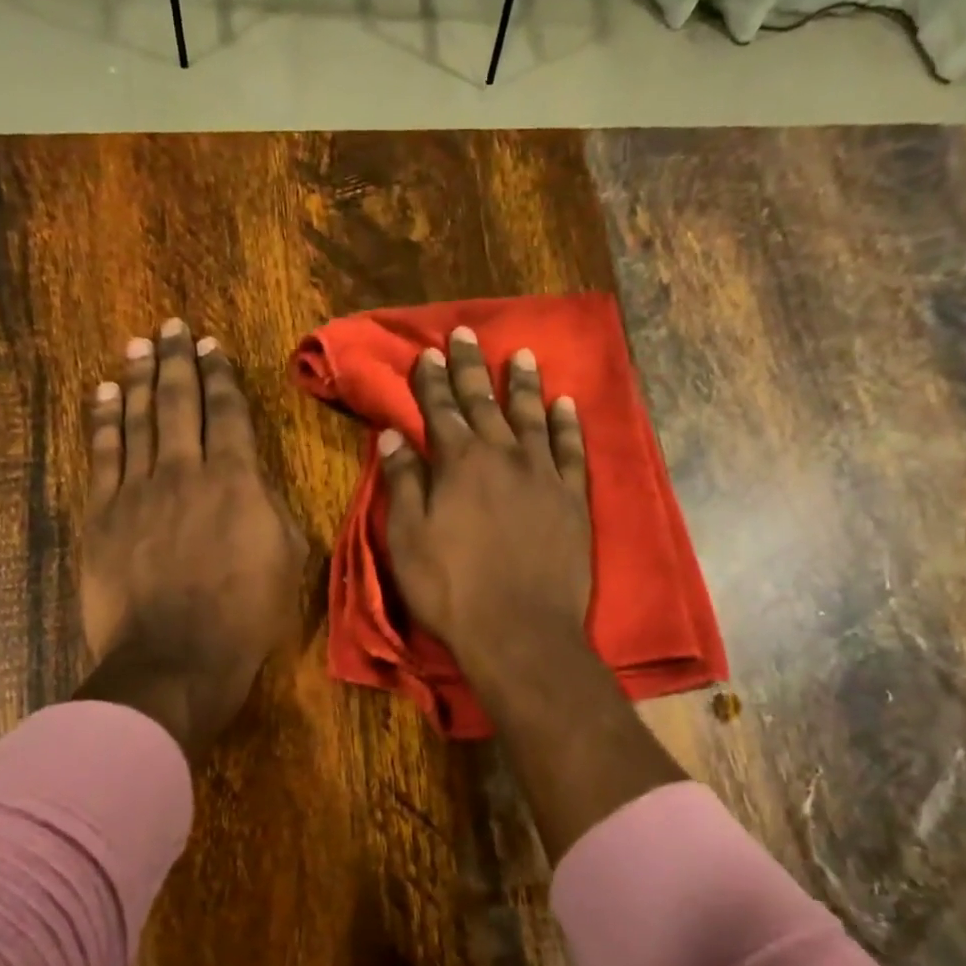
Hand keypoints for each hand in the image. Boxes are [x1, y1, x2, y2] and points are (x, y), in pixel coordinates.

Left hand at [75, 319, 307, 755]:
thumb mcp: (289, 560)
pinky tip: (105, 394)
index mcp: (237, 480)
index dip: (220, 376)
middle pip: (179, 401)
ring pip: (138, 418)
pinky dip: (104, 419)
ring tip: (139, 344)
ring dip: (139, 377)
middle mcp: (186, 470)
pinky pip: (102, 453)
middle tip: (172, 327)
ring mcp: (138, 489)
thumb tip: (255, 480)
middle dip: (177, 360)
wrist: (176, 658)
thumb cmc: (245, 616)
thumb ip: (272, 508)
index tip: (212, 347)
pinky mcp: (103, 512)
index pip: (228, 413)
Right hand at [379, 326, 591, 684]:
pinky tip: (566, 404)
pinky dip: (568, 424)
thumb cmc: (452, 590)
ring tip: (521, 355)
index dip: (431, 381)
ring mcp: (543, 474)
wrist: (520, 631)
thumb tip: (392, 435)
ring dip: (524, 384)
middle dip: (471, 367)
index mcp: (458, 463)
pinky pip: (572, 450)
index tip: (427, 354)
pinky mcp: (573, 498)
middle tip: (465, 333)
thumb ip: (403, 483)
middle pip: (484, 402)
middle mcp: (502, 456)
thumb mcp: (409, 539)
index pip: (440, 410)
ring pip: (532, 416)